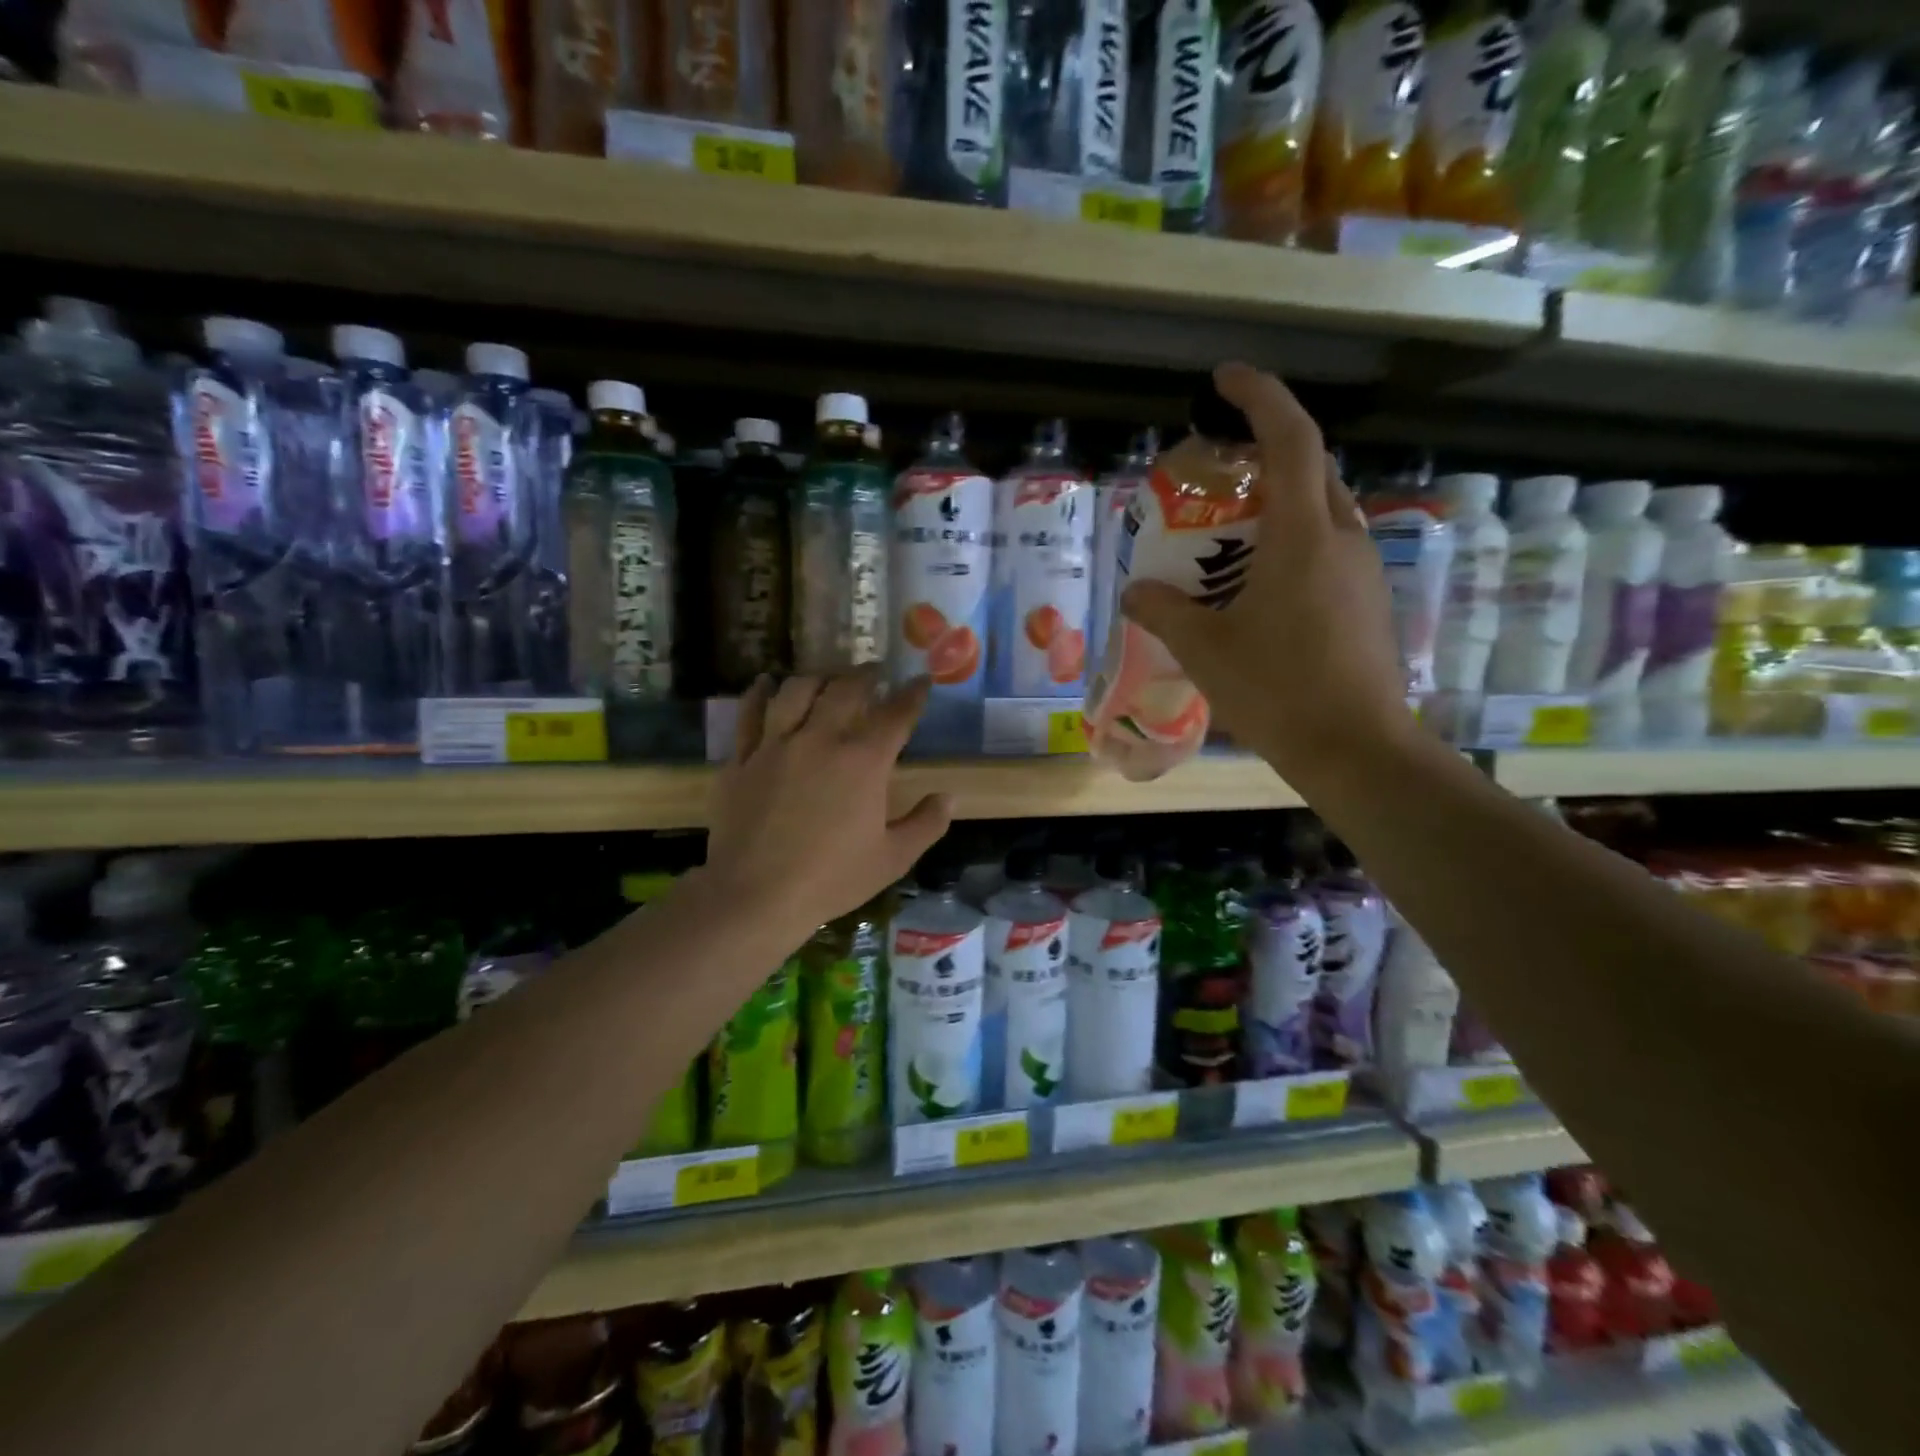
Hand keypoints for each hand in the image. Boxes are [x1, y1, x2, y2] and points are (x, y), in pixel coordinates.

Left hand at [705, 671, 952, 937]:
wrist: (754, 895)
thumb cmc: (831, 878)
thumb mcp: (892, 859)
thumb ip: (926, 824)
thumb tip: (949, 797)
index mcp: (863, 761)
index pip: (896, 714)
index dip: (912, 694)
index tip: (921, 681)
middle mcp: (821, 739)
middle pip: (845, 689)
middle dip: (865, 675)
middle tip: (873, 671)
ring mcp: (776, 745)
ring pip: (797, 691)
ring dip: (817, 678)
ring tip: (826, 678)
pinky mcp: (742, 759)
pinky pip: (749, 714)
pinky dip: (759, 693)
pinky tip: (765, 683)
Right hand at [1119, 362, 1413, 791]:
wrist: (1355, 749)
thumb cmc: (1277, 690)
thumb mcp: (1205, 649)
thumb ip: (1164, 611)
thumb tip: (1134, 591)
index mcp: (1304, 534)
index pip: (1291, 438)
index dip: (1260, 396)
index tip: (1225, 379)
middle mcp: (1343, 538)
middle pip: (1311, 469)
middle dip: (1265, 454)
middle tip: (1218, 473)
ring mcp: (1363, 571)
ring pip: (1322, 511)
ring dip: (1278, 505)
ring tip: (1230, 537)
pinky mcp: (1368, 602)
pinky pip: (1328, 550)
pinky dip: (1292, 545)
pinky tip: (1259, 588)